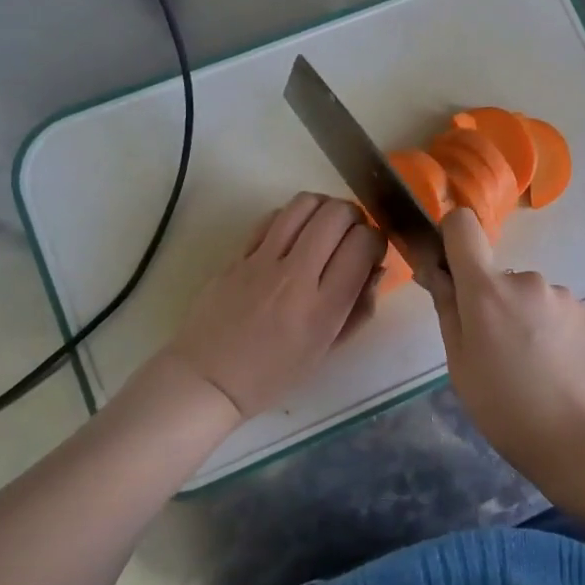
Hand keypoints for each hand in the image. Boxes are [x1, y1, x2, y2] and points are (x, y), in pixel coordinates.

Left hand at [163, 193, 384, 420]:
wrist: (208, 379)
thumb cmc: (274, 374)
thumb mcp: (327, 351)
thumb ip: (358, 308)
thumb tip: (376, 268)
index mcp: (324, 308)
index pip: (363, 245)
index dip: (376, 240)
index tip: (371, 252)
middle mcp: (296, 277)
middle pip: (336, 215)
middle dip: (354, 217)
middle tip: (351, 234)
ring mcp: (262, 262)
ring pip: (303, 205)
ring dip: (323, 207)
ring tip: (324, 226)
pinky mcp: (237, 255)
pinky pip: (273, 218)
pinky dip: (292, 217)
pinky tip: (293, 235)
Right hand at [427, 208, 584, 490]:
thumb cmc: (507, 410)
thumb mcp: (460, 366)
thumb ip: (448, 310)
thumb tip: (435, 271)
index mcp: (487, 290)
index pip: (463, 226)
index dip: (452, 237)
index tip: (452, 268)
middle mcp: (527, 280)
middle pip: (498, 276)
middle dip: (494, 304)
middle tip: (498, 355)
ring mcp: (564, 296)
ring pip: (531, 298)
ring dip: (527, 320)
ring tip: (535, 370)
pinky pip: (560, 314)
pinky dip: (555, 333)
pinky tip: (561, 372)